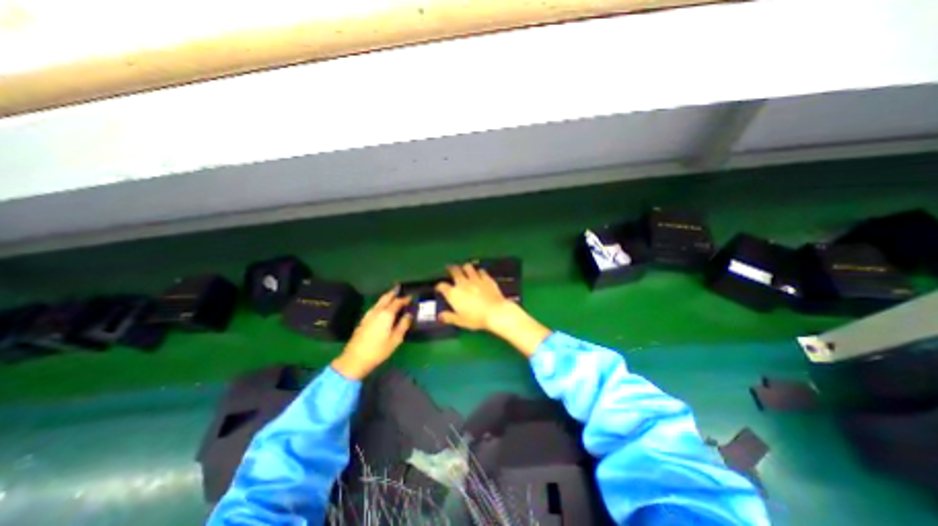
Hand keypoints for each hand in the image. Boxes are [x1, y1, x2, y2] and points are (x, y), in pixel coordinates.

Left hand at [333, 285, 412, 380]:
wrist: (355, 359)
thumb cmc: (378, 350)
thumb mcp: (395, 339)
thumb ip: (403, 325)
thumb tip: (409, 315)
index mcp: (386, 314)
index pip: (397, 302)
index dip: (405, 298)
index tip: (411, 296)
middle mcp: (377, 311)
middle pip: (386, 297)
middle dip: (393, 292)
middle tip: (400, 287)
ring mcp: (368, 315)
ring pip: (379, 301)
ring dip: (387, 297)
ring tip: (393, 295)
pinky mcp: (364, 320)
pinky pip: (375, 306)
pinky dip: (381, 303)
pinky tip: (383, 307)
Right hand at [435, 264, 509, 330]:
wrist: (495, 312)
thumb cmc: (476, 319)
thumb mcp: (460, 321)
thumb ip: (449, 317)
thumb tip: (440, 316)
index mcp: (453, 294)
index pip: (442, 286)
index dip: (439, 286)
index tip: (439, 288)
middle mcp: (462, 283)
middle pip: (454, 271)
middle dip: (451, 269)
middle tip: (451, 269)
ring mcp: (475, 279)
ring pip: (468, 267)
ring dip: (465, 268)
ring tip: (465, 269)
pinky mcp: (486, 278)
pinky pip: (481, 271)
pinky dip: (479, 272)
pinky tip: (480, 274)